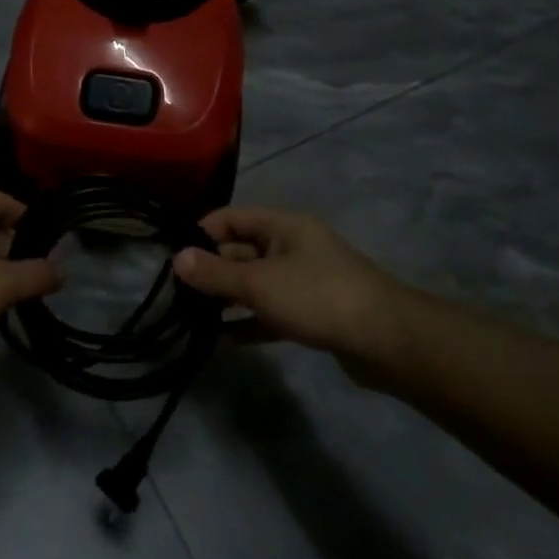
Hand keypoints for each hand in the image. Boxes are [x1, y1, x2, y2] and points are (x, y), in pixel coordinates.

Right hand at [173, 208, 423, 384]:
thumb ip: (216, 273)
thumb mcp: (259, 283)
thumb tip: (176, 258)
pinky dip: (250, 321)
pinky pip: (272, 311)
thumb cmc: (317, 296)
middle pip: (242, 250)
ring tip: (192, 317)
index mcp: (283, 225)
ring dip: (228, 298)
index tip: (172, 258)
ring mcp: (305, 280)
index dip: (200, 233)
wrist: (386, 340)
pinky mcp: (313, 312)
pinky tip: (224, 338)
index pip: (231, 218)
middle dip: (211, 270)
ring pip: (256, 283)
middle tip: (177, 293)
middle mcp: (293, 246)